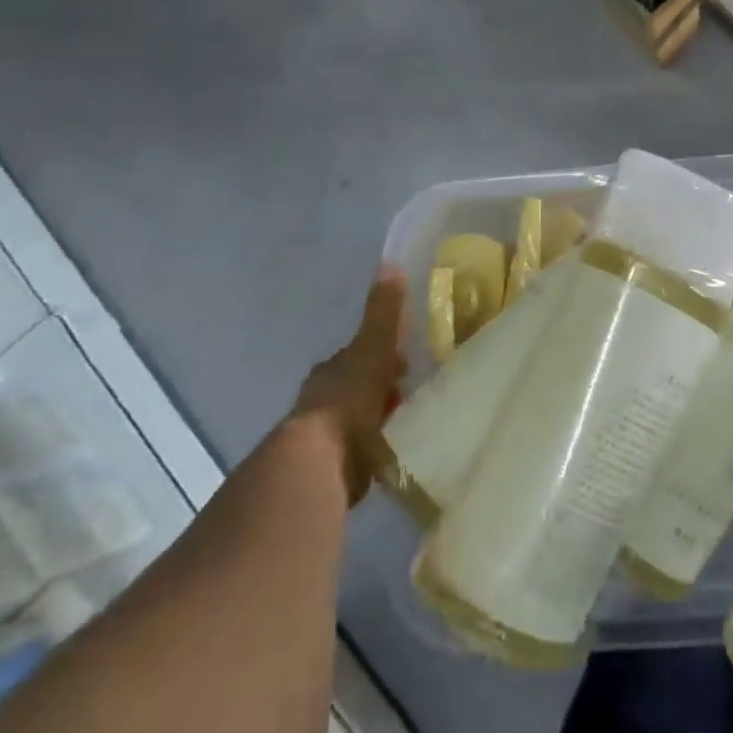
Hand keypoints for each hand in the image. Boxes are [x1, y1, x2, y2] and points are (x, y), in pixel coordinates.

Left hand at [293, 268, 407, 504]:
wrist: (319, 463)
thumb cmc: (348, 400)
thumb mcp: (372, 349)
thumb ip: (383, 313)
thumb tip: (390, 263)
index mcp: (333, 370)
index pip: (360, 354)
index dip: (384, 354)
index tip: (406, 360)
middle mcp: (325, 399)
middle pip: (360, 385)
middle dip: (383, 385)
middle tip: (413, 389)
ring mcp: (327, 435)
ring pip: (360, 417)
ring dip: (381, 415)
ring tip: (410, 418)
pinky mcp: (335, 468)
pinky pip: (363, 448)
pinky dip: (378, 445)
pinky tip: (395, 448)